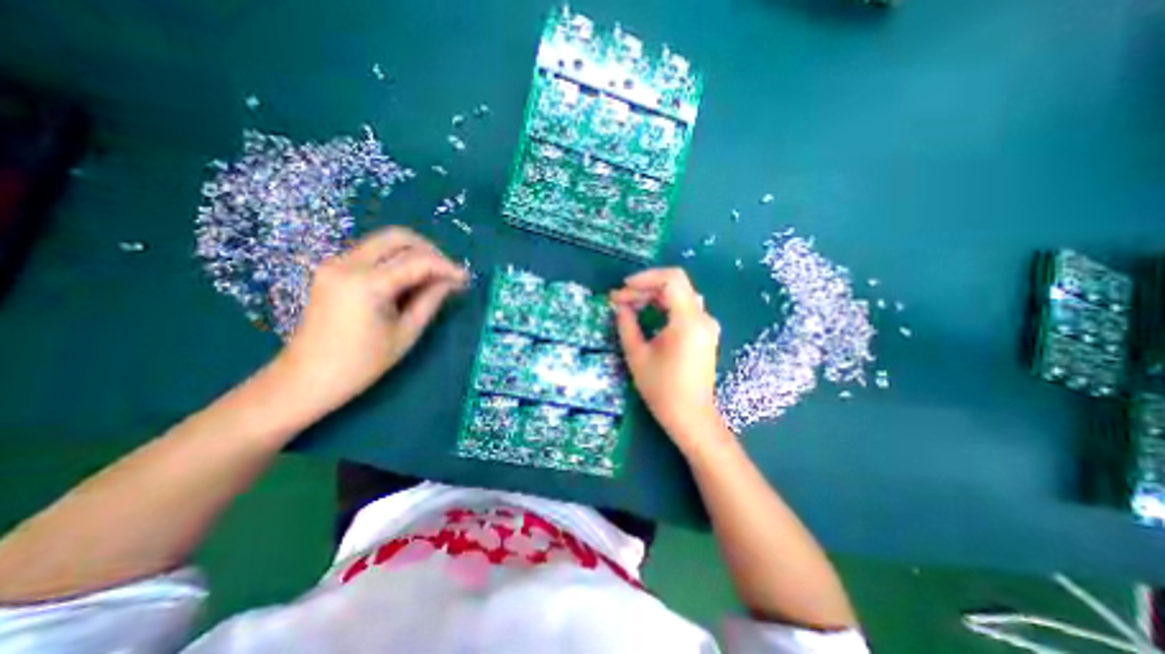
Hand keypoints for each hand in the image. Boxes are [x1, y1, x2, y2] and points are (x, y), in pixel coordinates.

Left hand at [275, 227, 467, 415]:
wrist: (306, 378)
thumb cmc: (362, 364)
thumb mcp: (406, 333)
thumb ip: (430, 300)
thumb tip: (451, 281)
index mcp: (366, 284)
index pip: (417, 261)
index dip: (446, 267)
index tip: (465, 278)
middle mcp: (347, 264)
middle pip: (397, 237)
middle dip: (430, 250)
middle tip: (448, 272)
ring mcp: (335, 264)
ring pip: (384, 242)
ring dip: (413, 254)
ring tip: (433, 277)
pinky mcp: (332, 270)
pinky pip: (372, 253)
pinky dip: (396, 260)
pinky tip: (410, 280)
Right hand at [614, 268, 724, 446]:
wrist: (690, 417)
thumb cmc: (662, 389)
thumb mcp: (637, 355)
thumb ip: (626, 324)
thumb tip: (619, 305)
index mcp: (688, 321)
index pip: (671, 280)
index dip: (645, 278)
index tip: (623, 288)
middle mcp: (703, 317)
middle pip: (675, 285)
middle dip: (645, 288)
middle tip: (620, 300)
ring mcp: (706, 325)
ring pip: (680, 295)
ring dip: (654, 296)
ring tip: (630, 306)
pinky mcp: (705, 333)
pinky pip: (684, 308)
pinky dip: (664, 306)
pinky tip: (648, 314)